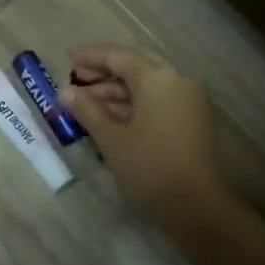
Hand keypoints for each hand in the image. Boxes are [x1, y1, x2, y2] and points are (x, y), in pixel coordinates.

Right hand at [60, 45, 227, 227]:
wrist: (198, 207)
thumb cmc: (150, 167)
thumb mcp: (111, 138)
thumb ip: (87, 110)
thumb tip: (66, 92)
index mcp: (158, 77)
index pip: (118, 56)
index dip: (90, 56)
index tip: (66, 57)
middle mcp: (177, 80)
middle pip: (134, 67)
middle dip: (103, 73)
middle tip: (74, 79)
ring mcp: (188, 101)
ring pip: (146, 85)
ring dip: (115, 91)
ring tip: (84, 102)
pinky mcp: (192, 120)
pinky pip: (157, 101)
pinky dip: (132, 104)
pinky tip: (108, 117)